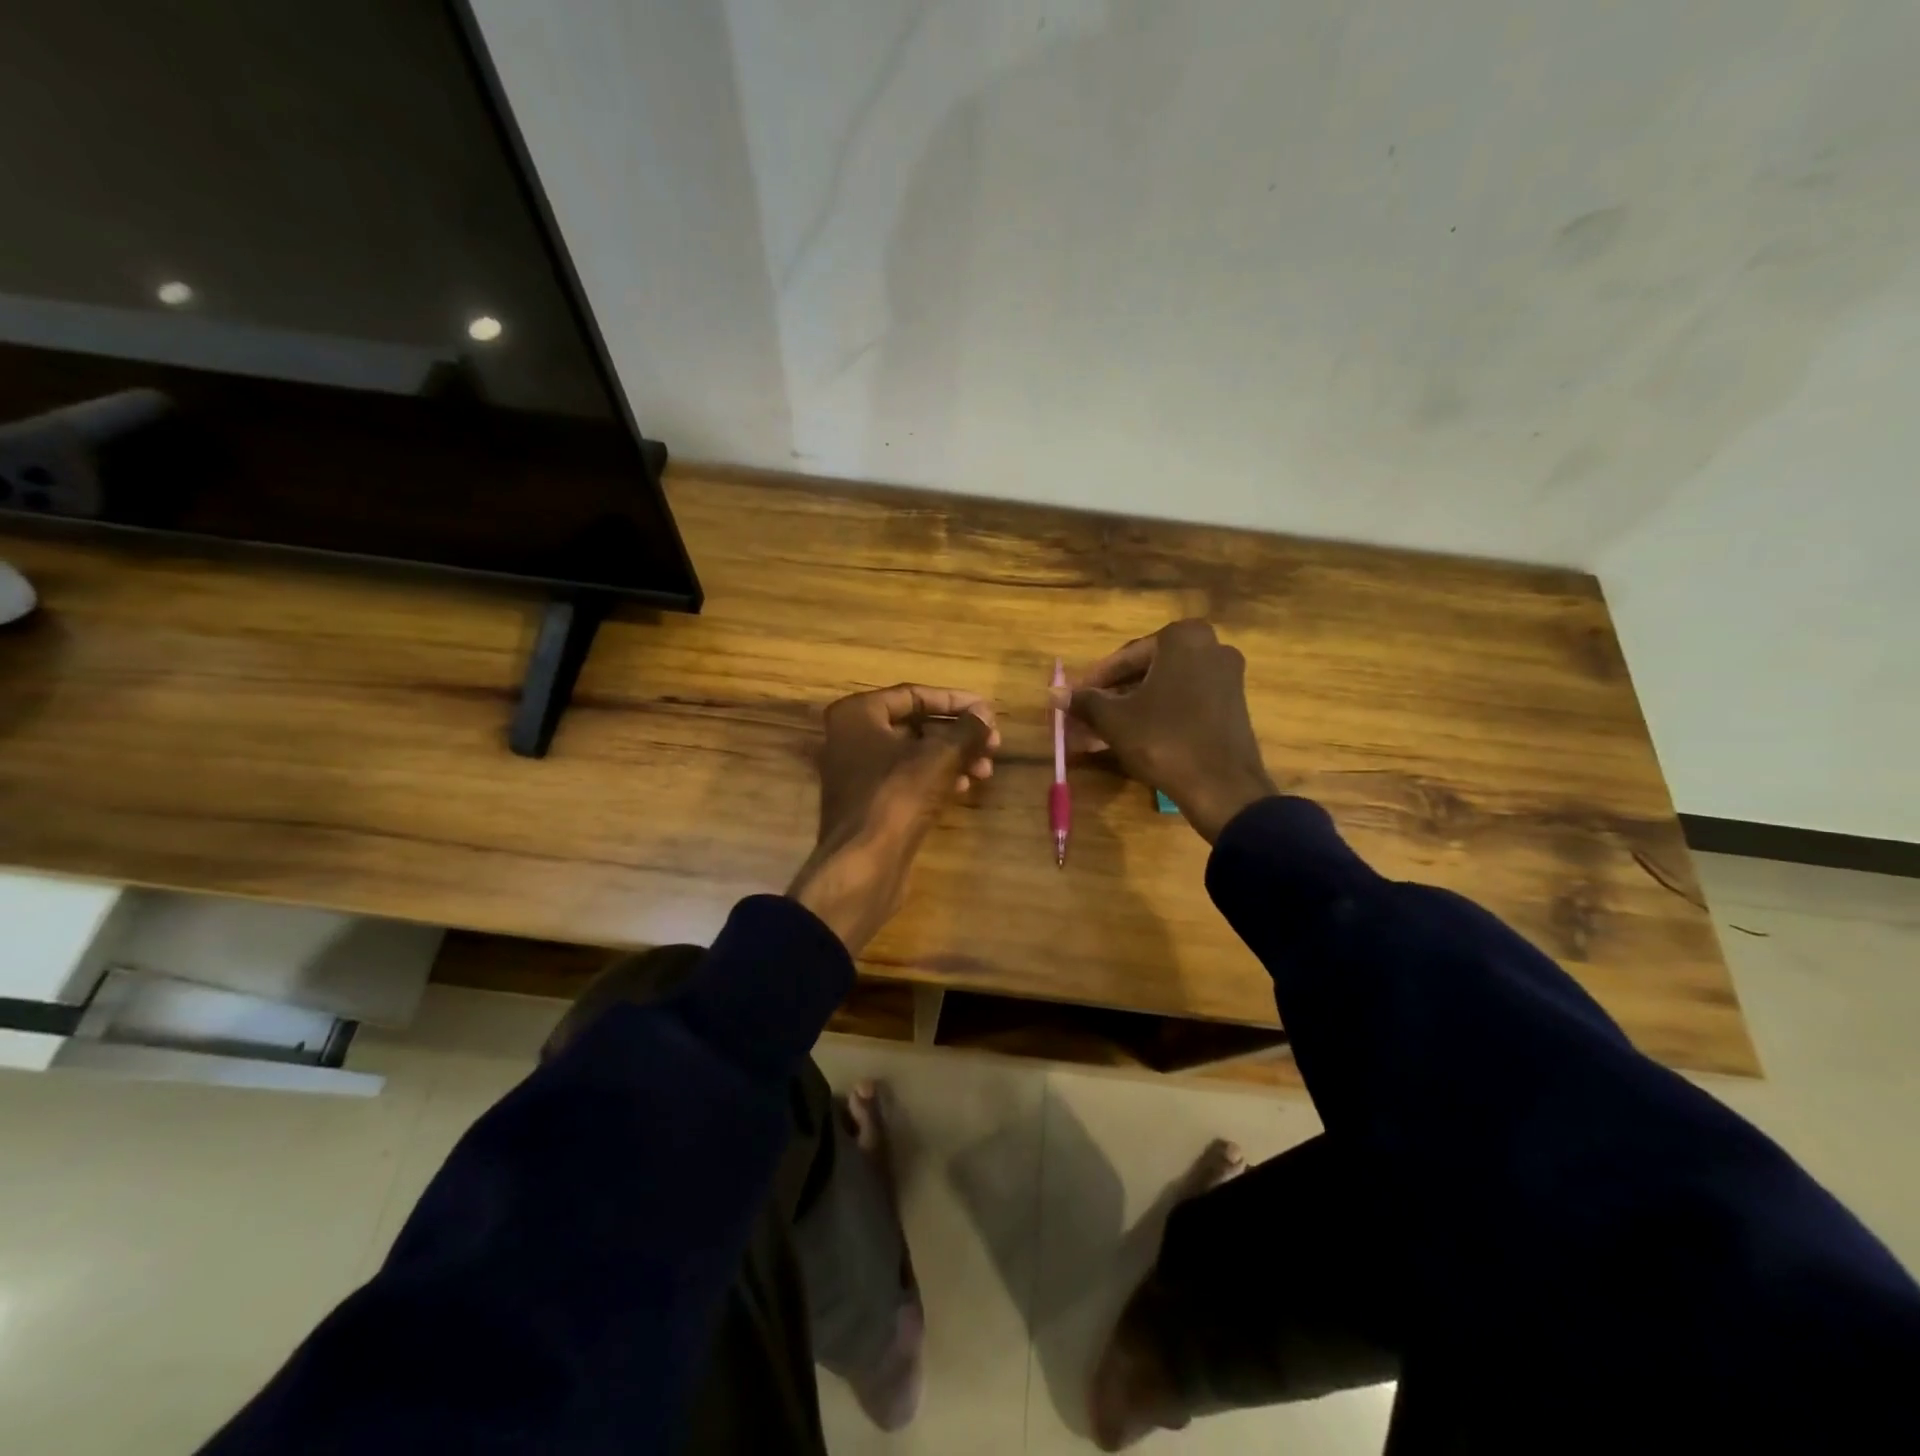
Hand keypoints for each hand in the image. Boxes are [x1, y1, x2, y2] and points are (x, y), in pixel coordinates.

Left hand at [788, 684, 998, 954]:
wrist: (863, 865)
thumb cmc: (897, 796)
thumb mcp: (940, 756)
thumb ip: (967, 729)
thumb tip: (985, 714)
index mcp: (857, 714)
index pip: (913, 695)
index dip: (955, 701)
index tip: (988, 712)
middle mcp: (850, 738)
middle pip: (915, 725)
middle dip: (957, 734)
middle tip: (992, 744)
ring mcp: (857, 773)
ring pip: (913, 755)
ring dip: (952, 758)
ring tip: (986, 769)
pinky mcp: (869, 803)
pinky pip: (906, 779)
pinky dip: (936, 778)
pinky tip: (965, 786)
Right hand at [1054, 619, 1275, 842]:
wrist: (1222, 788)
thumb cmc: (1164, 741)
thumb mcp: (1115, 719)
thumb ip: (1084, 701)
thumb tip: (1054, 693)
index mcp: (1183, 638)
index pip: (1125, 656)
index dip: (1094, 680)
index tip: (1073, 698)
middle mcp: (1211, 647)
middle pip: (1146, 670)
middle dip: (1112, 694)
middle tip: (1085, 715)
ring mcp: (1226, 676)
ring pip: (1164, 687)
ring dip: (1130, 706)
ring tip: (1100, 730)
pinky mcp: (1232, 704)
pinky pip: (1184, 700)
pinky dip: (1157, 713)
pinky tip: (1131, 736)